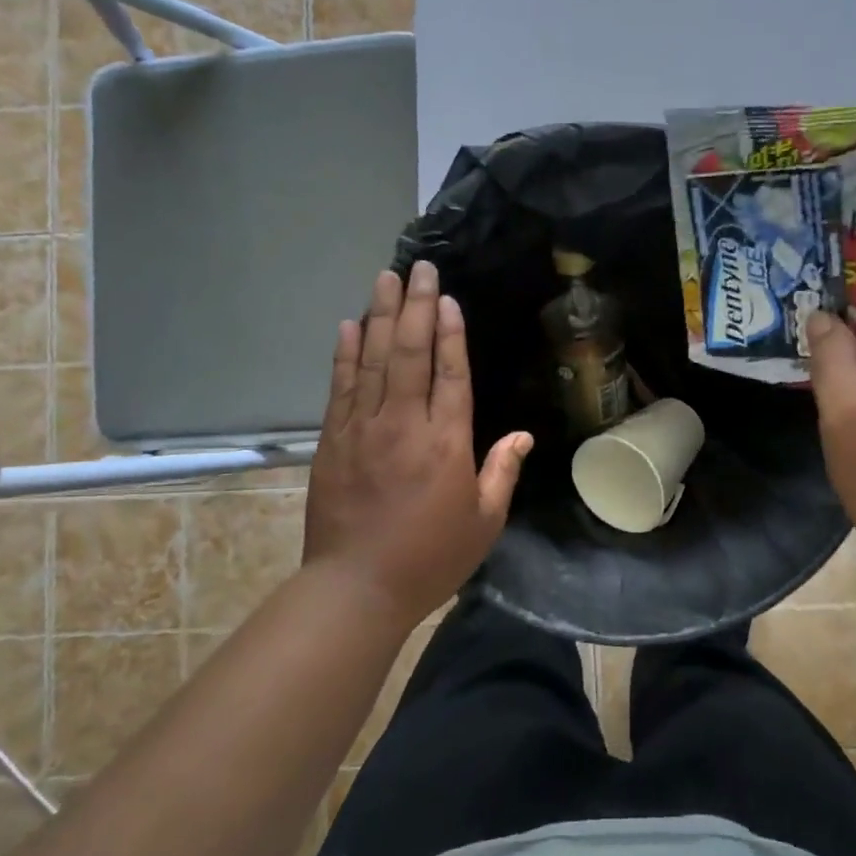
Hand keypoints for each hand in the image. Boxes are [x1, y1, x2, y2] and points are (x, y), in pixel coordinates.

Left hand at [304, 261, 532, 627]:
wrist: (356, 588)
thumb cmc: (430, 558)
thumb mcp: (484, 522)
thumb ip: (502, 472)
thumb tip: (522, 435)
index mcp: (446, 443)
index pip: (450, 373)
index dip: (450, 332)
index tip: (447, 297)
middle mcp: (404, 424)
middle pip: (410, 353)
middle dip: (416, 306)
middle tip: (418, 267)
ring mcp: (363, 428)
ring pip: (374, 360)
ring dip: (381, 316)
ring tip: (386, 278)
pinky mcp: (332, 440)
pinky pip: (341, 387)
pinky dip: (346, 353)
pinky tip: (350, 325)